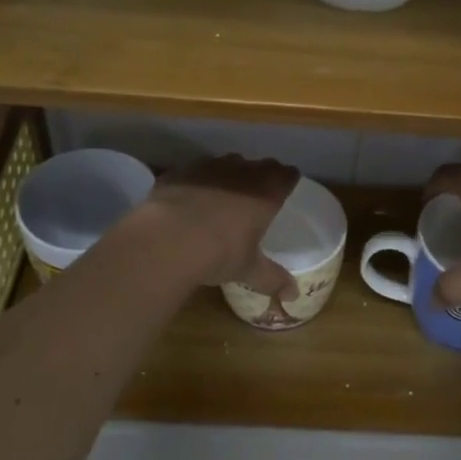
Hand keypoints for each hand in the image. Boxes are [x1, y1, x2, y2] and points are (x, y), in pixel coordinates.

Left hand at [140, 154, 300, 296]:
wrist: (167, 240)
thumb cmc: (219, 253)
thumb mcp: (248, 270)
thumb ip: (273, 279)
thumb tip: (293, 297)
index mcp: (265, 193)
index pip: (286, 175)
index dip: (288, 179)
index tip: (287, 186)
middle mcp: (240, 172)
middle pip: (259, 164)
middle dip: (261, 174)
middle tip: (258, 192)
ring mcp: (208, 167)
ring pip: (227, 162)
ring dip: (229, 173)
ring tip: (224, 193)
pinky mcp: (179, 171)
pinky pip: (195, 171)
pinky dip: (197, 181)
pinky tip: (190, 198)